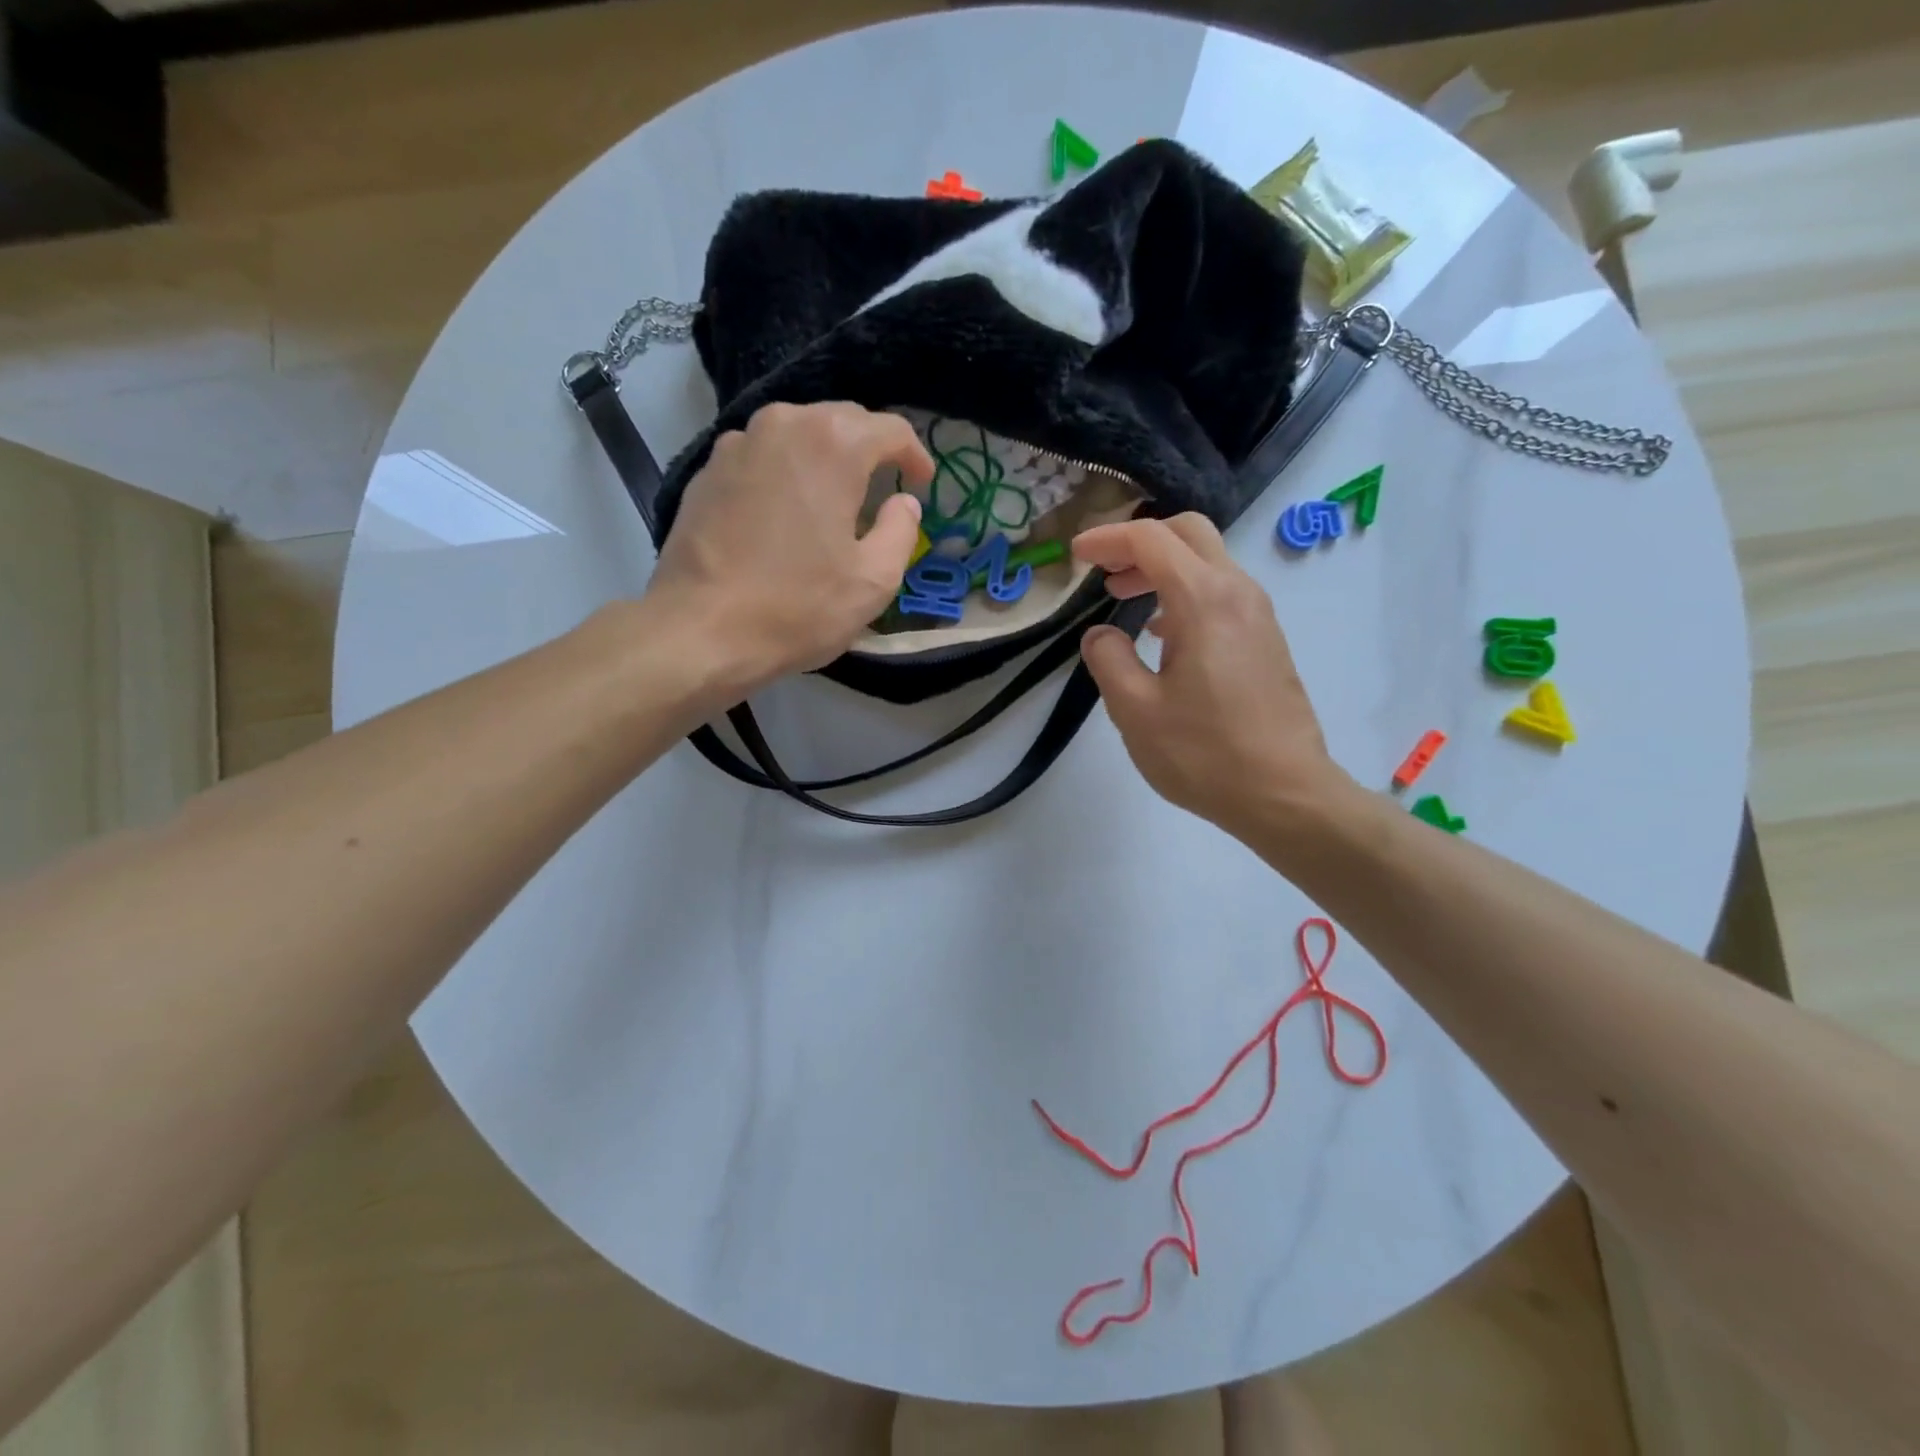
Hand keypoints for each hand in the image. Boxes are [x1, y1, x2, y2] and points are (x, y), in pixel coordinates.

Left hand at [645, 401, 932, 699]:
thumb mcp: (874, 581)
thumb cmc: (798, 607)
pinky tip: (788, 512)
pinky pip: (763, 457)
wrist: (700, 631)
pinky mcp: (707, 472)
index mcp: (833, 444)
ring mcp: (737, 444)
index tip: (922, 484)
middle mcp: (783, 425)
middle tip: (885, 487)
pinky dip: (786, 474)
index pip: (890, 430)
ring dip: (825, 458)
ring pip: (798, 434)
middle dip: (870, 449)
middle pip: (841, 421)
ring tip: (836, 497)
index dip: (915, 456)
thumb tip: (904, 503)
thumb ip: (901, 530)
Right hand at [1072, 514, 1351, 840]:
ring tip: (1125, 599)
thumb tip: (1101, 634)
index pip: (1151, 541)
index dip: (1108, 539)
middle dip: (1140, 542)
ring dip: (1163, 568)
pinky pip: (1221, 593)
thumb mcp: (1135, 711)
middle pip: (1188, 534)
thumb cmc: (1204, 754)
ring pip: (1208, 562)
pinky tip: (1162, 634)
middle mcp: (1238, 593)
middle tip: (1105, 570)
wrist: (1285, 795)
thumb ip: (1108, 660)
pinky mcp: (1266, 640)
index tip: (1077, 556)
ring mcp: (1258, 616)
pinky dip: (1185, 592)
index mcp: (1204, 600)